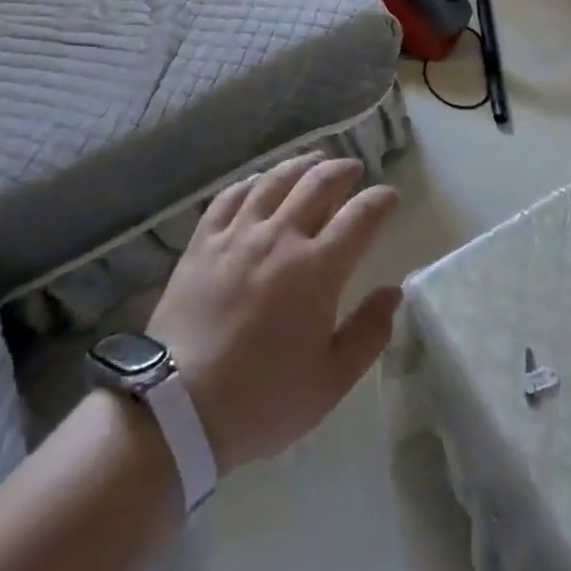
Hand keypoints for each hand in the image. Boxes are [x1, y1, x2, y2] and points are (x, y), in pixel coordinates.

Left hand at [147, 153, 401, 473]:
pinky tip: (261, 182)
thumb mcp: (330, 381)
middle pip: (319, 183)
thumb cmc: (262, 399)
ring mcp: (238, 234)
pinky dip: (253, 182)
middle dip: (343, 170)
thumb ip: (369, 333)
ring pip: (276, 180)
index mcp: (317, 269)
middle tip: (354, 170)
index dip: (380, 201)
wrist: (177, 409)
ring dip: (301, 165)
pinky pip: (231, 196)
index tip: (390, 197)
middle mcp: (280, 237)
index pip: (360, 217)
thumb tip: (393, 291)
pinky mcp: (203, 241)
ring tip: (315, 161)